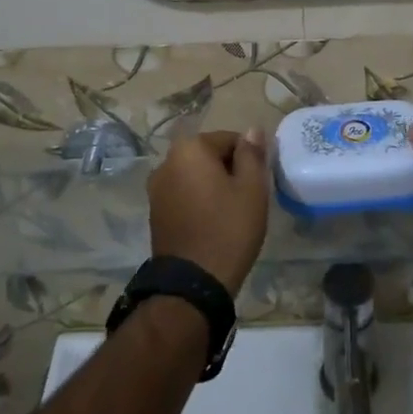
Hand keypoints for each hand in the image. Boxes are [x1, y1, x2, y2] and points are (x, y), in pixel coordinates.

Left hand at [147, 130, 270, 294]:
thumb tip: (252, 130)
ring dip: (213, 186)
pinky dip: (199, 201)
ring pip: (196, 176)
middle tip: (247, 198)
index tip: (257, 182)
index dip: (249, 158)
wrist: (192, 283)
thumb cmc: (228, 229)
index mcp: (190, 149)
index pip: (229, 139)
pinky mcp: (154, 212)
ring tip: (231, 212)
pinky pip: (183, 194)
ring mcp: (156, 188)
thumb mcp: (252, 188)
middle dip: (229, 170)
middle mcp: (166, 162)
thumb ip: (252, 154)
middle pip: (209, 155)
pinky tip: (212, 223)